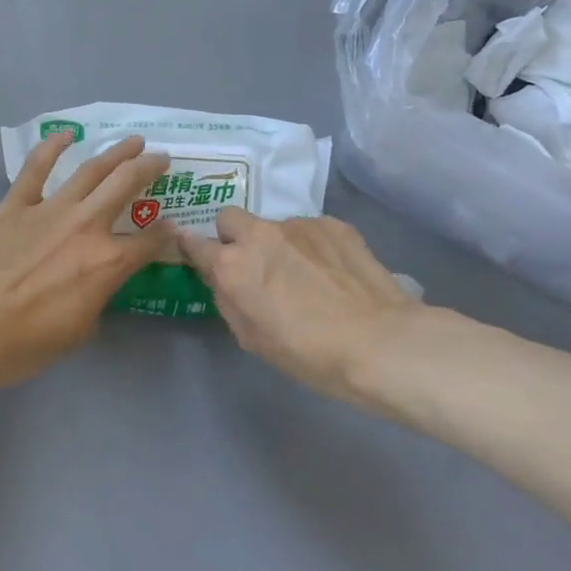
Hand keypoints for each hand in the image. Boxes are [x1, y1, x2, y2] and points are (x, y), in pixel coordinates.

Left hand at [0, 134, 171, 398]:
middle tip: (162, 159)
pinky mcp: (15, 204)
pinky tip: (67, 134)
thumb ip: (97, 299)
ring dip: (116, 152)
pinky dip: (52, 146)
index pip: (151, 242)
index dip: (167, 233)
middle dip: (150, 168)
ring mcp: (50, 209)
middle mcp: (86, 226)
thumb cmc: (24, 343)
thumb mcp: (79, 332)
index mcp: (108, 263)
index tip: (172, 227)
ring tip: (133, 141)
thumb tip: (99, 284)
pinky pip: (37, 167)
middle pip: (127, 184)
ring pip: (91, 169)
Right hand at [178, 210, 420, 399]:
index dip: (192, 248)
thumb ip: (229, 300)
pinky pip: (310, 230)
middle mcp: (259, 235)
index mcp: (232, 266)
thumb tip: (224, 280)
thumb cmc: (307, 353)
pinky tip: (333, 273)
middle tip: (255, 265)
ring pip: (275, 226)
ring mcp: (298, 225)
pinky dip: (312, 246)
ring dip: (279, 244)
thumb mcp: (252, 338)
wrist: (377, 341)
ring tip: (307, 276)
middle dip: (234, 236)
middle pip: (230, 218)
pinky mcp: (332, 224)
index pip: (195, 243)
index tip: (196, 253)